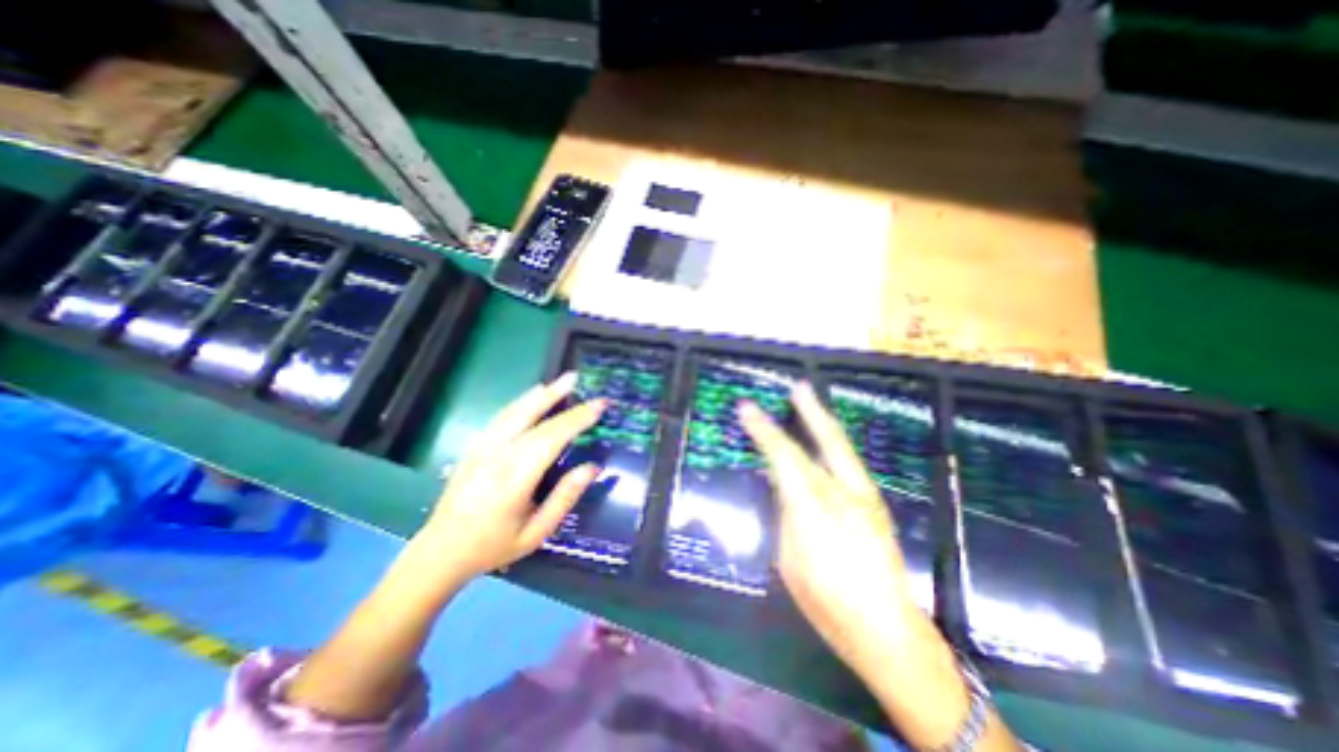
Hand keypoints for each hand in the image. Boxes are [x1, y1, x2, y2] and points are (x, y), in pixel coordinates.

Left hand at [411, 373, 609, 590]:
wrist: (441, 551)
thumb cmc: (494, 545)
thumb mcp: (536, 532)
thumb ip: (565, 497)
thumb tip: (592, 467)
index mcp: (514, 479)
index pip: (552, 438)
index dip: (577, 419)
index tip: (599, 405)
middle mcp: (496, 456)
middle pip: (532, 417)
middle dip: (559, 396)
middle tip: (578, 379)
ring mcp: (482, 448)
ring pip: (514, 411)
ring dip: (540, 393)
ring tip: (561, 380)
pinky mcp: (474, 446)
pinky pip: (501, 417)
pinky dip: (521, 402)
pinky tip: (533, 395)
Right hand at [736, 389, 928, 679]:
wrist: (887, 630)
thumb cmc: (827, 602)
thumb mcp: (789, 558)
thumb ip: (786, 514)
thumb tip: (782, 485)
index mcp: (815, 509)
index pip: (784, 457)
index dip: (763, 430)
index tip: (746, 408)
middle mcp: (845, 494)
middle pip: (824, 442)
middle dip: (809, 411)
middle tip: (797, 386)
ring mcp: (866, 497)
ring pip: (841, 448)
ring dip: (824, 423)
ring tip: (809, 402)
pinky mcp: (875, 505)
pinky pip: (848, 463)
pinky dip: (832, 445)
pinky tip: (823, 441)